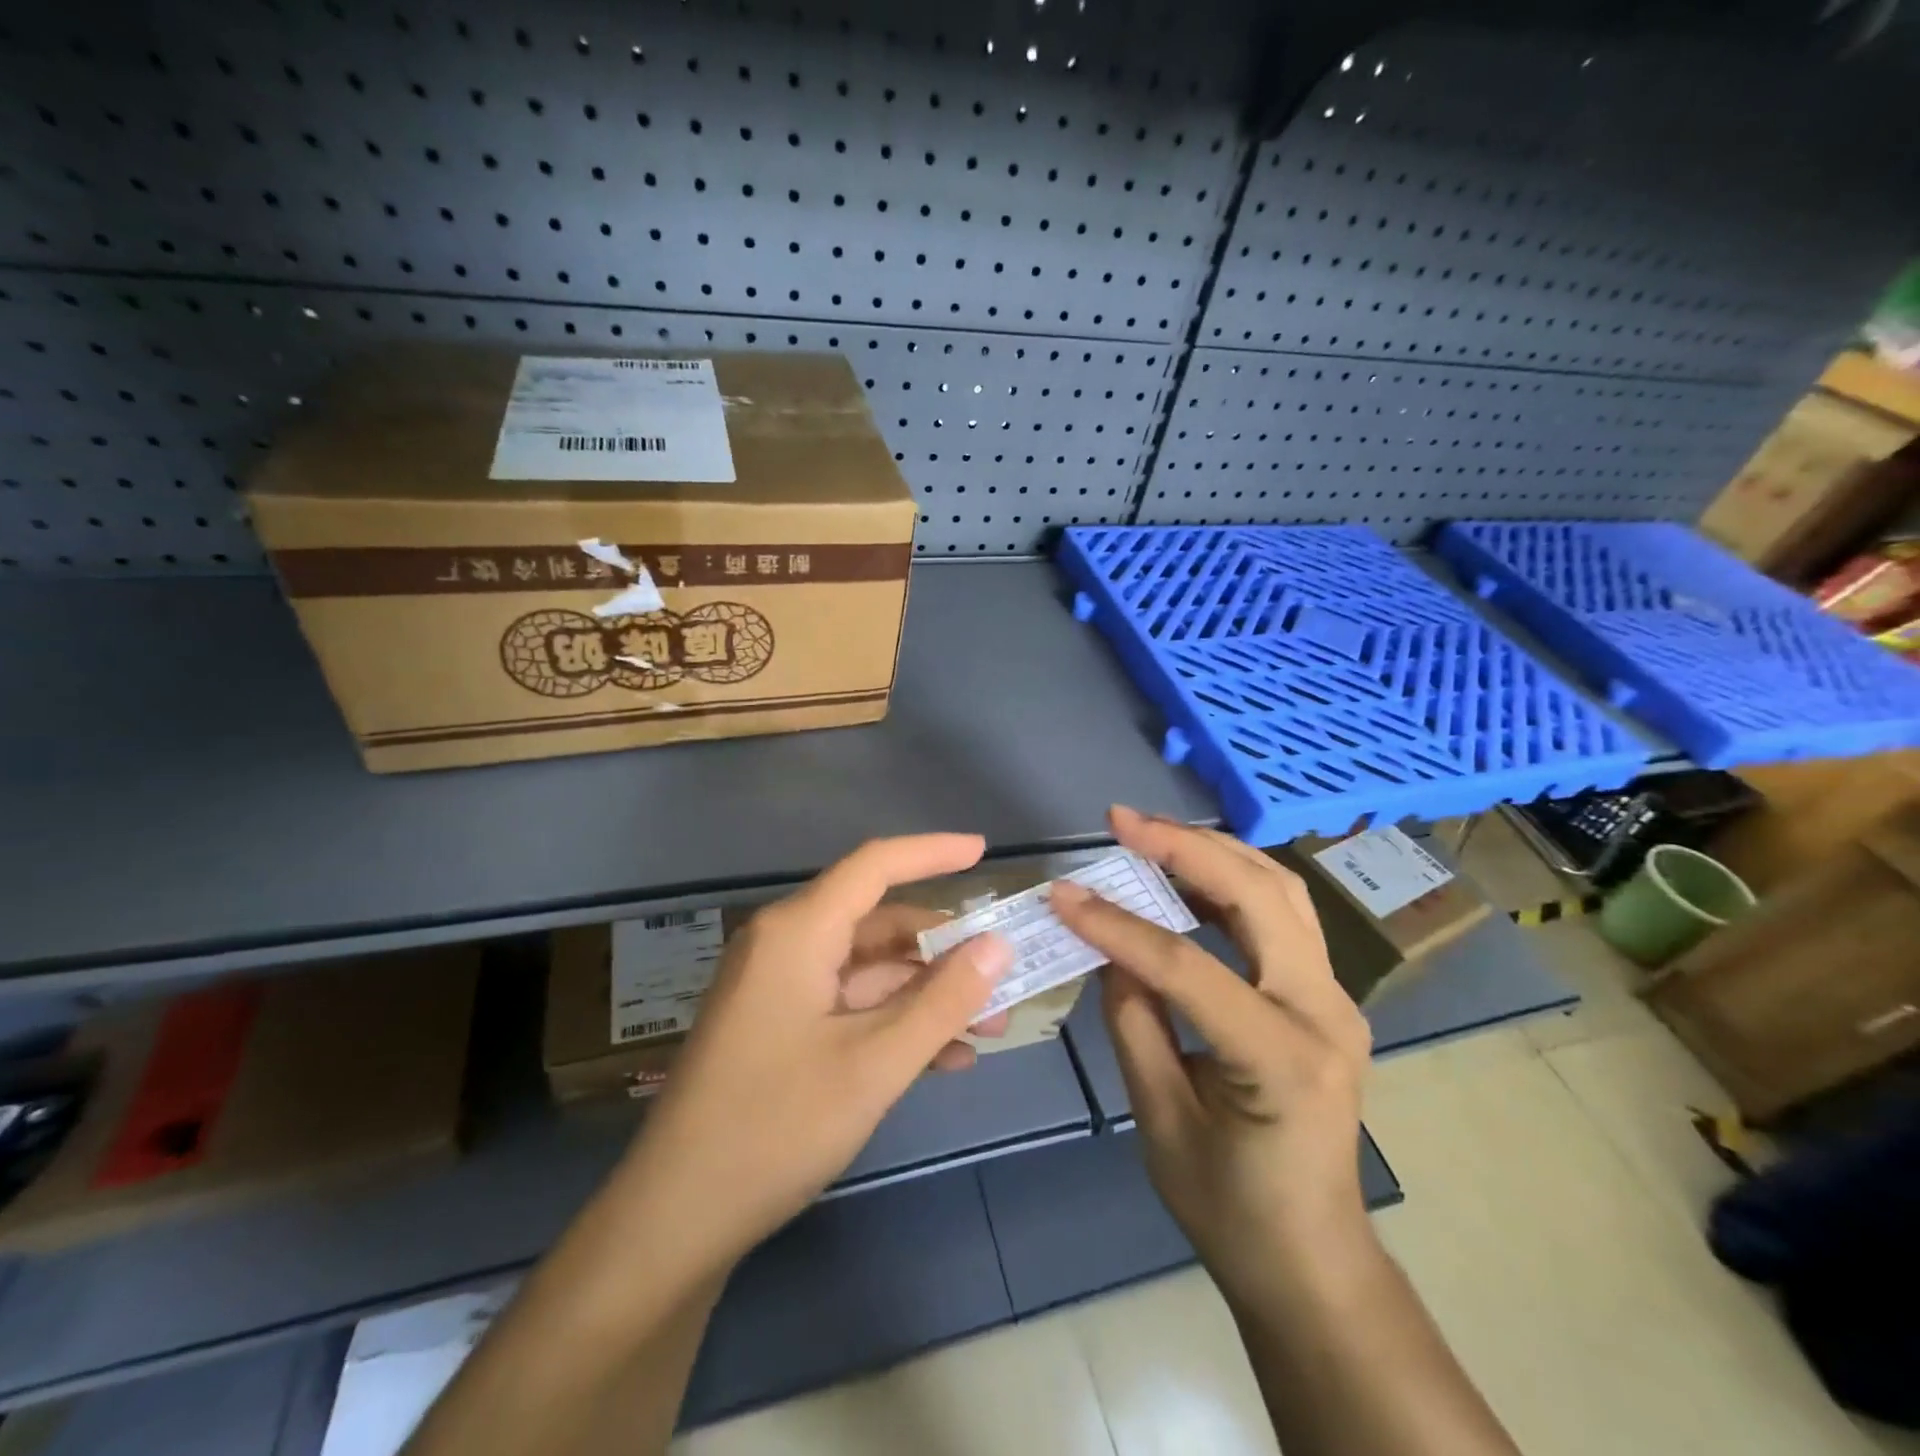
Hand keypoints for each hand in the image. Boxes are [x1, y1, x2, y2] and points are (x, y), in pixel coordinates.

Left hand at [613, 835, 1013, 1277]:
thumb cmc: (775, 1128)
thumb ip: (943, 1001)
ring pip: (869, 971)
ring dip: (927, 995)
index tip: (983, 853)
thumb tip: (998, 945)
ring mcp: (779, 988)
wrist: (674, 1220)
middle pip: (878, 924)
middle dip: (944, 951)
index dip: (932, 853)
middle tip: (1004, 978)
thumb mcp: (874, 1064)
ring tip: (990, 1029)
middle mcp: (786, 945)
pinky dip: (895, 1023)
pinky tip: (944, 1060)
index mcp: (797, 932)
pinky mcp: (778, 1027)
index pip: (875, 866)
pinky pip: (849, 1006)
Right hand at [1049, 806, 1373, 1299]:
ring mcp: (1335, 997)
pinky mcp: (1324, 994)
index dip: (1117, 925)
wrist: (1312, 1259)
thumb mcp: (1160, 1119)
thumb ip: (1133, 1020)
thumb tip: (1110, 947)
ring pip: (1280, 890)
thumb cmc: (1230, 1208)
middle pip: (1258, 896)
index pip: (1188, 966)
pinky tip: (1185, 875)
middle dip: (1184, 846)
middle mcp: (1325, 1010)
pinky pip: (1280, 915)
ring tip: (1149, 833)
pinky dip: (1230, 880)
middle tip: (1121, 821)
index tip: (1063, 894)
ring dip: (1212, 851)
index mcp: (1282, 1057)